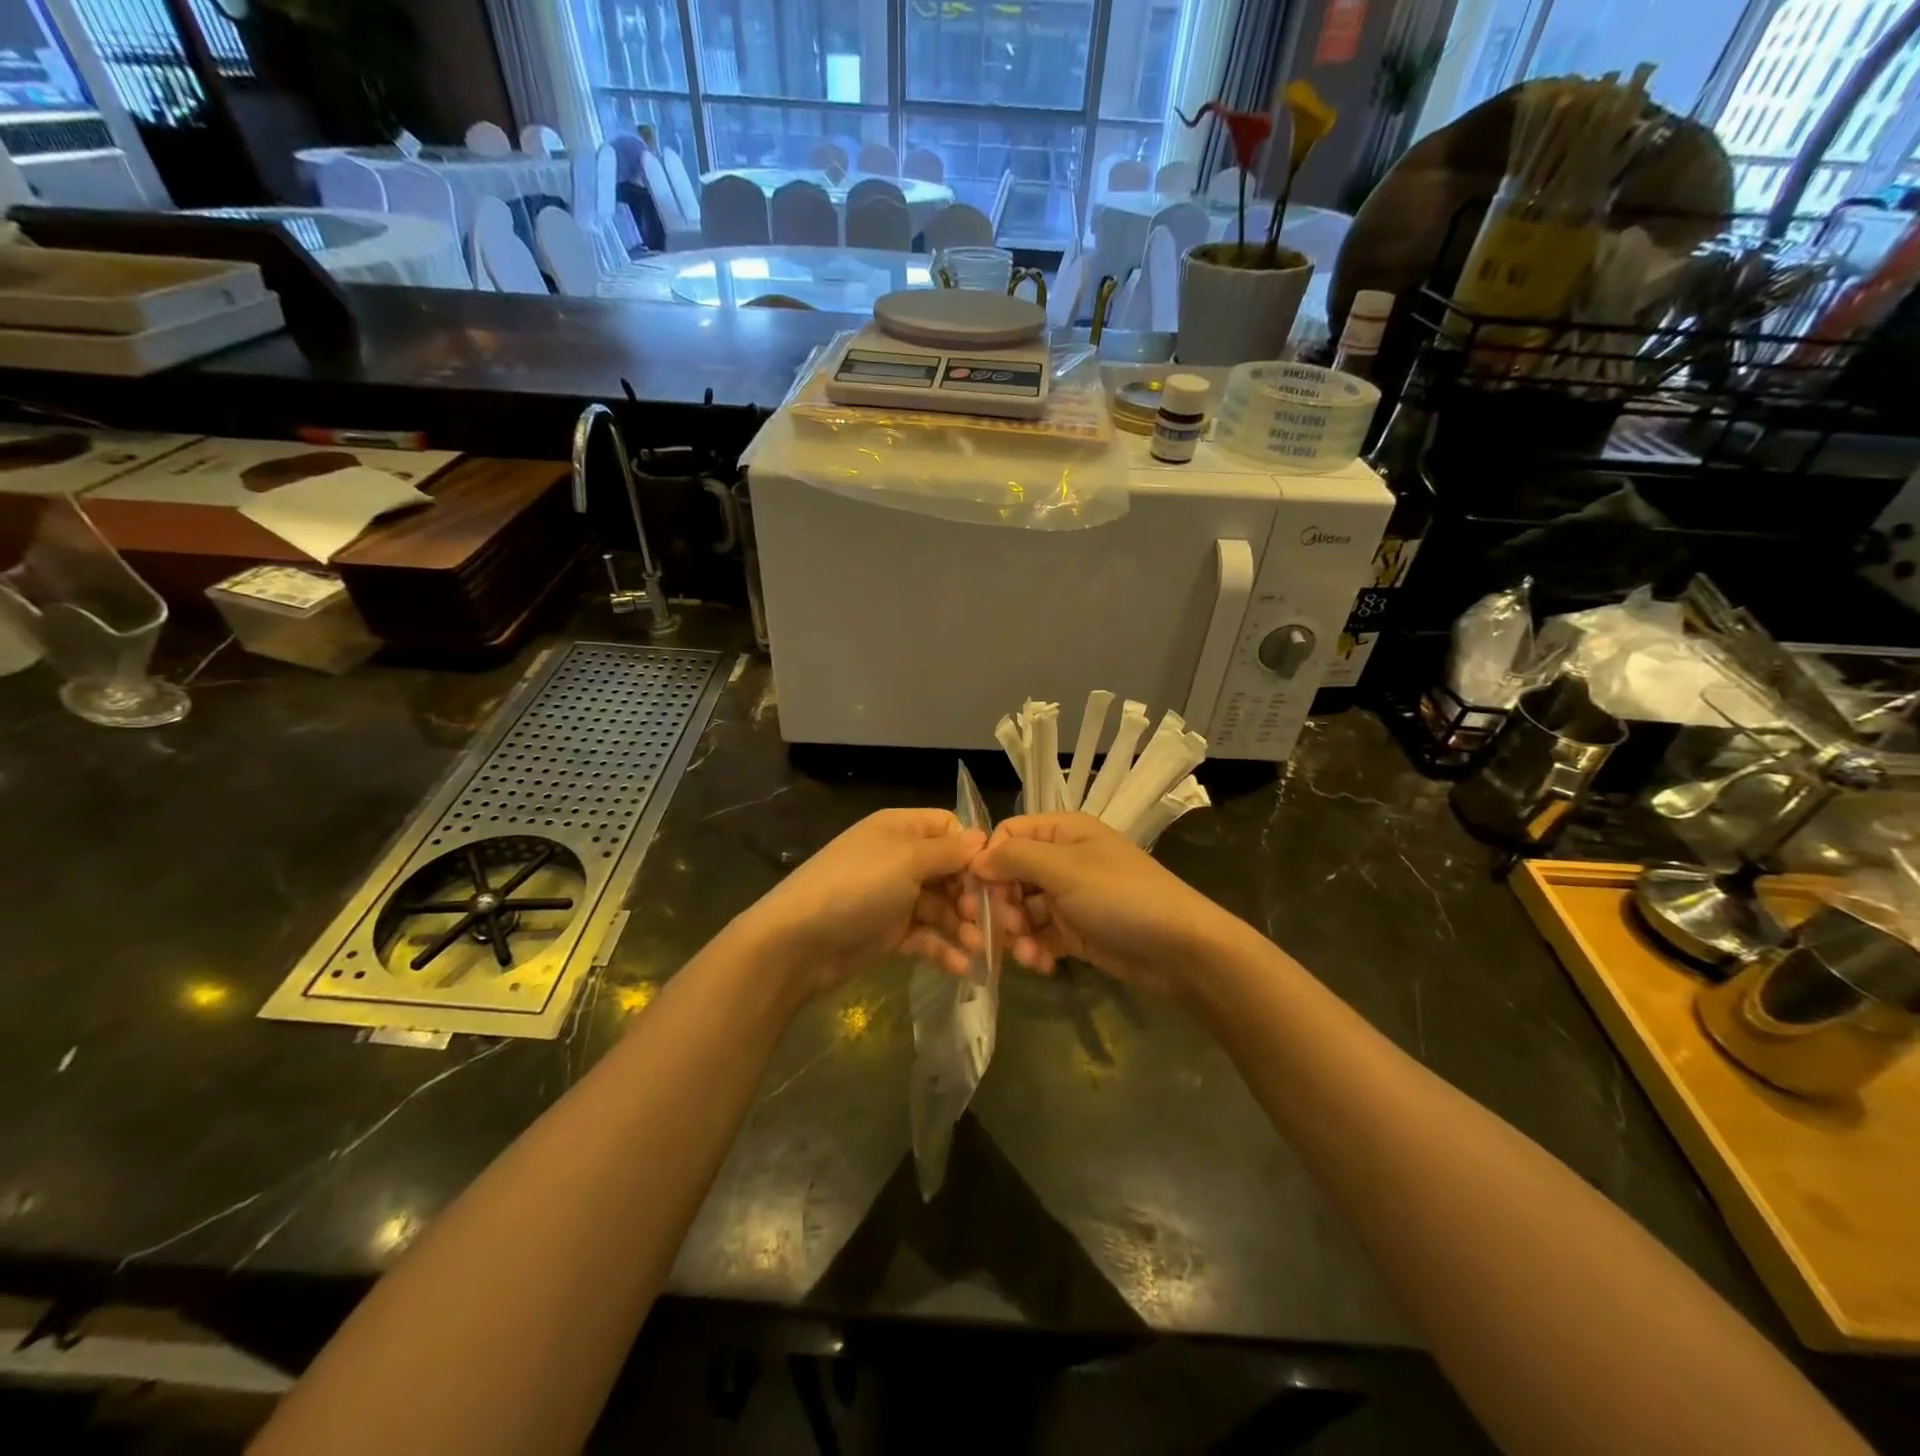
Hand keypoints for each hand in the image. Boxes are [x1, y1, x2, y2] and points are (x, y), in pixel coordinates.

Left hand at [739, 808, 985, 1000]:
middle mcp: (899, 858)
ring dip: (963, 926)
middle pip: (950, 871)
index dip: (974, 852)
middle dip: (973, 895)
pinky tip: (965, 968)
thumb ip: (949, 851)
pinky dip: (944, 949)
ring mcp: (893, 896)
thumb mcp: (907, 860)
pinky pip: (924, 936)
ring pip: (941, 907)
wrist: (797, 941)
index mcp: (900, 829)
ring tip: (981, 949)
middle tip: (992, 921)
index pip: (950, 829)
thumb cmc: (857, 887)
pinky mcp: (888, 932)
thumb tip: (983, 838)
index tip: (995, 878)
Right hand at [969, 813, 1237, 997]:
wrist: (1180, 949)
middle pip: (1011, 875)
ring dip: (1018, 933)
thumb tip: (975, 859)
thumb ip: (1015, 858)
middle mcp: (1063, 859)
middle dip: (1002, 904)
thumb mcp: (1064, 869)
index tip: (976, 893)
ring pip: (1023, 909)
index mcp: (1063, 831)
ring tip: (1028, 955)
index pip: (1009, 835)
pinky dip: (1036, 950)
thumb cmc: (1121, 897)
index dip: (989, 861)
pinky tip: (1042, 965)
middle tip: (1004, 930)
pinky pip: (1041, 935)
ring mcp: (1070, 897)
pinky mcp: (1077, 931)